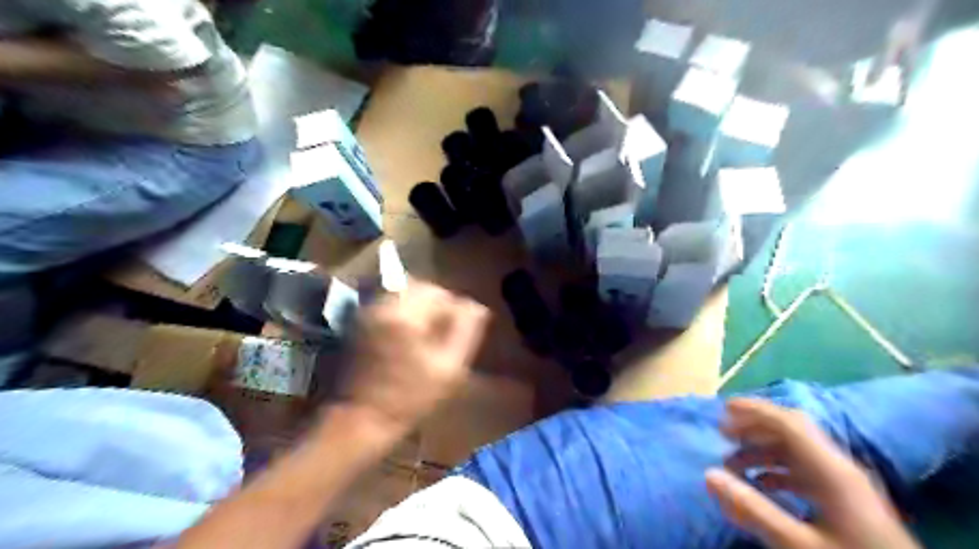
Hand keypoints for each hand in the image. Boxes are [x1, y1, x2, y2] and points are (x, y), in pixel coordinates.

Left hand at [341, 280, 490, 435]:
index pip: (438, 291)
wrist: (362, 418)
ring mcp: (366, 312)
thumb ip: (465, 331)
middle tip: (445, 327)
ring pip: (402, 292)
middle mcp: (382, 305)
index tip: (460, 327)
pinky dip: (402, 310)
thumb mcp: (448, 369)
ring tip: (428, 330)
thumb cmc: (410, 398)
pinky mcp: (358, 322)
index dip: (454, 307)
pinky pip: (387, 302)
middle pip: (418, 286)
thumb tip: (476, 307)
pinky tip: (408, 333)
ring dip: (419, 305)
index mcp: (405, 315)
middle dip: (436, 301)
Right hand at [704, 400, 917, 548]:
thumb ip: (754, 509)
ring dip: (763, 449)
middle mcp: (839, 467)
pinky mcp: (846, 499)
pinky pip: (806, 470)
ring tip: (733, 461)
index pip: (789, 423)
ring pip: (798, 451)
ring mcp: (845, 483)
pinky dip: (777, 469)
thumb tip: (709, 475)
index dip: (755, 410)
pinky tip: (761, 483)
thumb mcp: (798, 544)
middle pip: (792, 432)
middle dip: (755, 428)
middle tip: (723, 434)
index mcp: (832, 470)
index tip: (723, 409)